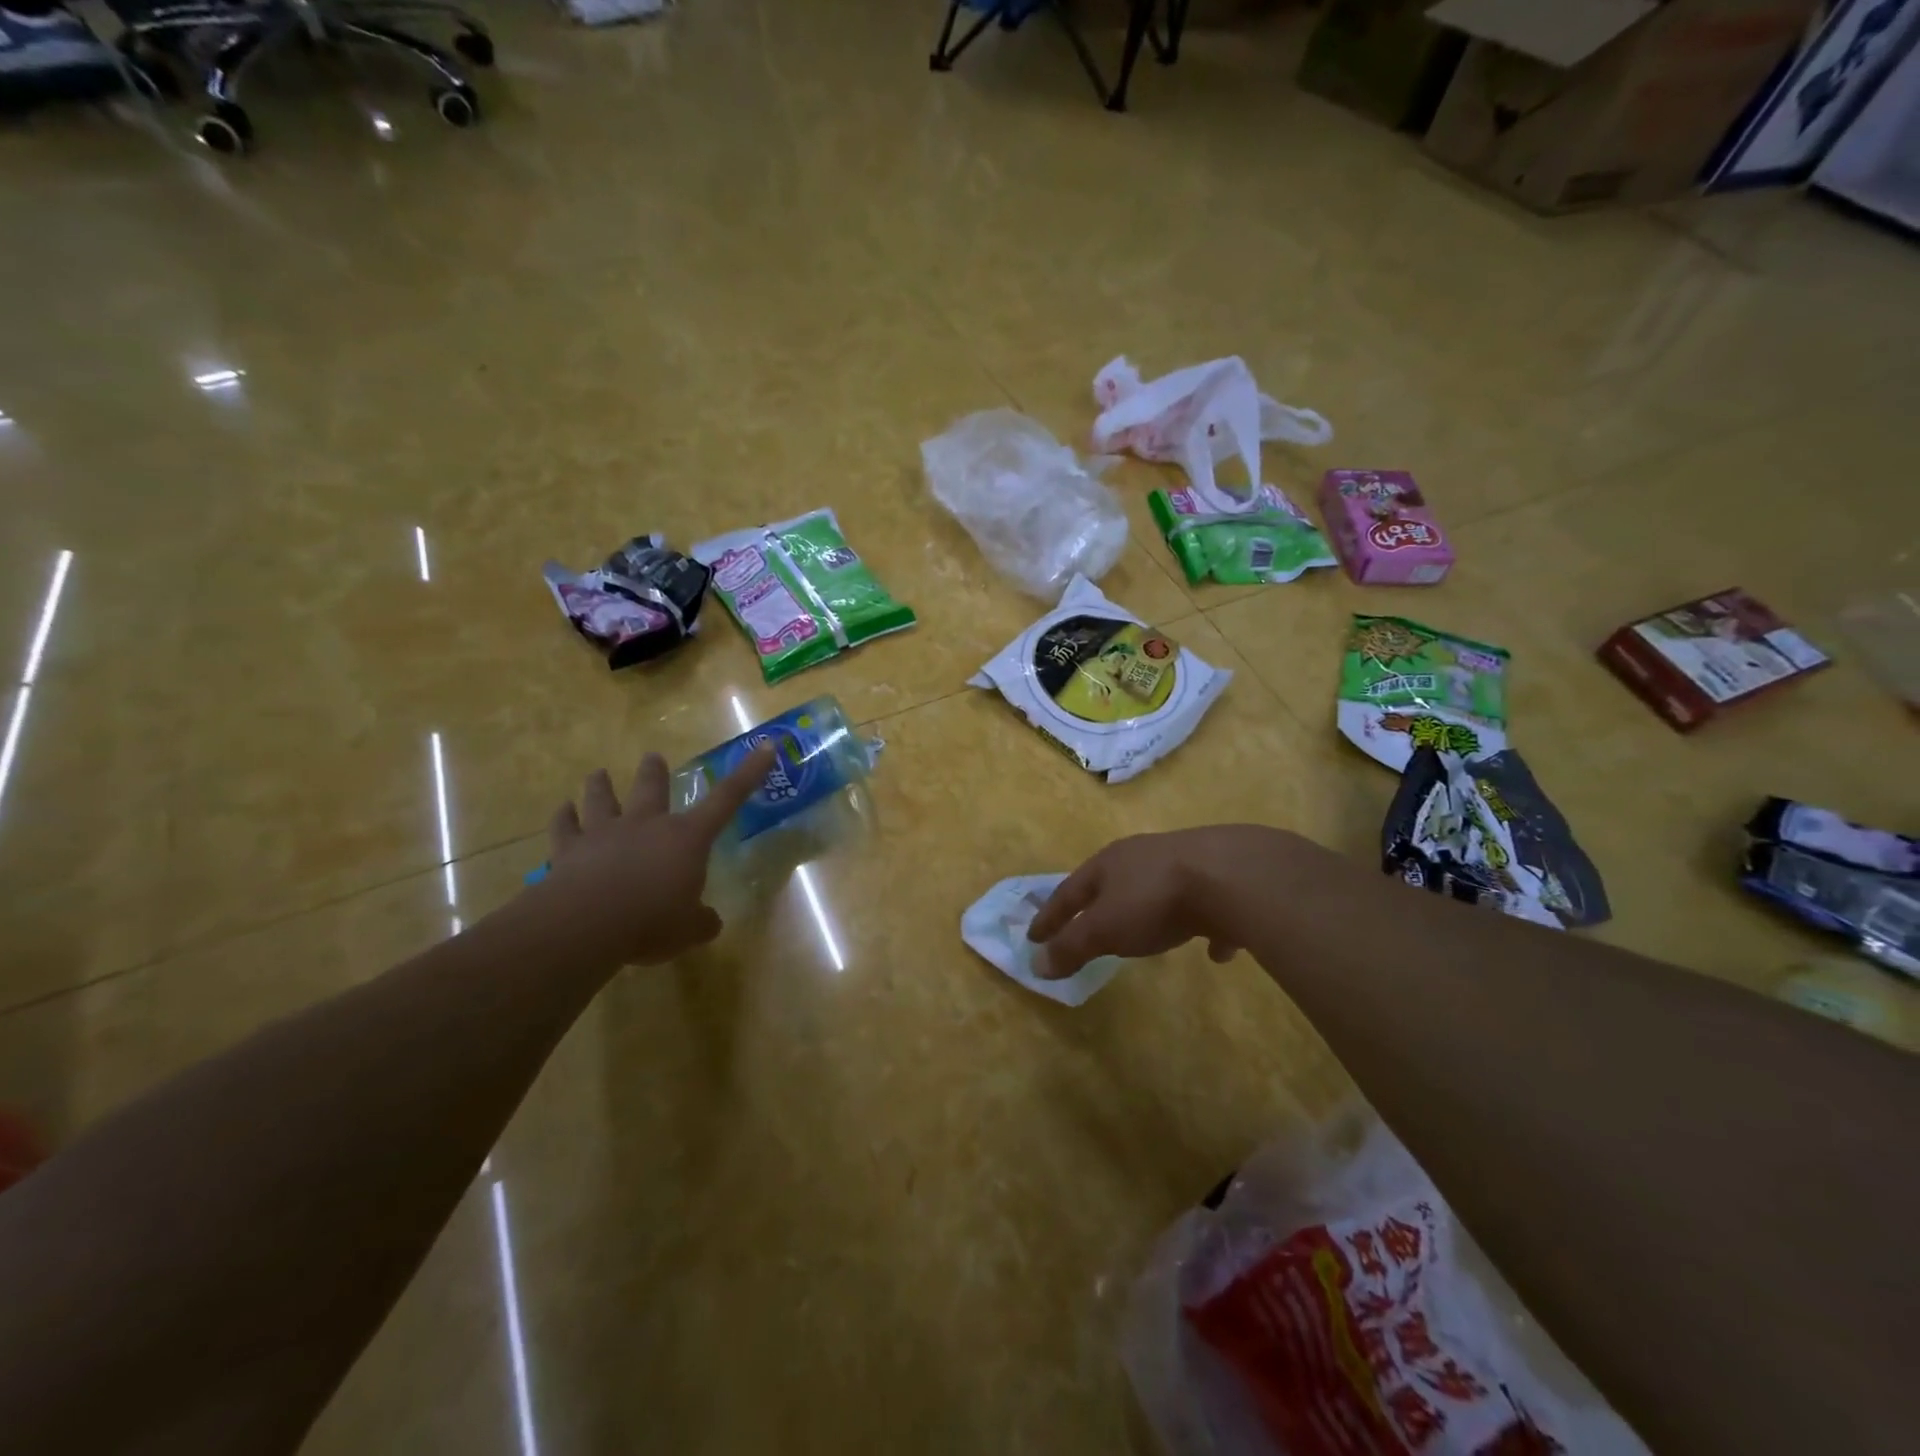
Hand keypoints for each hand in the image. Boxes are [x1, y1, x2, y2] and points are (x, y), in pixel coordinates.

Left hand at [525, 745, 775, 966]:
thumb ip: (702, 921)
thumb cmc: (651, 922)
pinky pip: (565, 827)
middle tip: (652, 757)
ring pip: (602, 798)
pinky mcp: (569, 850)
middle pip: (652, 788)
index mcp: (687, 838)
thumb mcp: (690, 930)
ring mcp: (604, 833)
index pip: (727, 798)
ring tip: (598, 773)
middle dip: (654, 771)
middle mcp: (647, 824)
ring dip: (600, 785)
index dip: (748, 773)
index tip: (765, 746)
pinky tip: (562, 809)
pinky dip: (564, 817)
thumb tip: (709, 921)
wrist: (586, 924)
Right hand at [1027, 828, 1272, 977]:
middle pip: (1112, 883)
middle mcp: (1142, 857)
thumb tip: (1036, 964)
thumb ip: (1071, 947)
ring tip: (1147, 934)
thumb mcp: (1104, 929)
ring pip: (1158, 889)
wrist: (1232, 877)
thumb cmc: (1154, 901)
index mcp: (1108, 864)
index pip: (1068, 892)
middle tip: (1086, 926)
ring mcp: (1185, 864)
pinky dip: (1205, 928)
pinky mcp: (1222, 880)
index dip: (1049, 916)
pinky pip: (1206, 909)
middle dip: (1097, 905)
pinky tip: (1215, 951)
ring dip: (1148, 911)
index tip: (1033, 937)